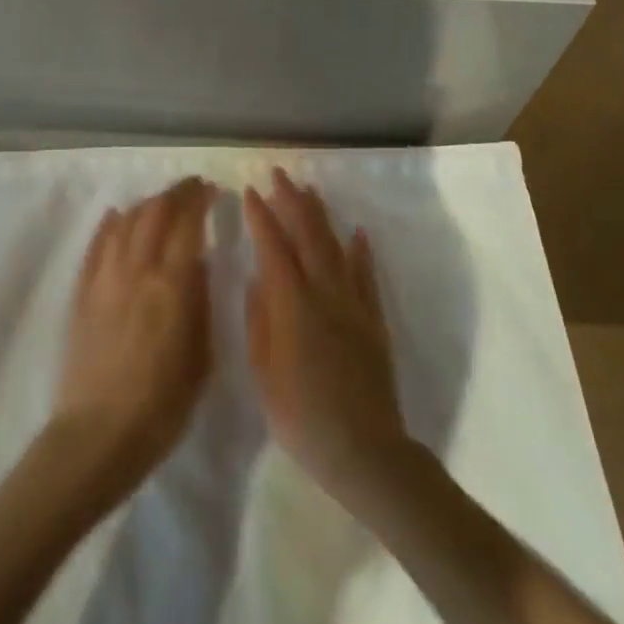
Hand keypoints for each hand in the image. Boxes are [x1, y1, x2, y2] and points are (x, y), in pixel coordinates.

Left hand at [53, 177, 215, 497]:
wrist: (99, 434)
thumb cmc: (163, 404)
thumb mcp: (201, 356)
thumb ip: (200, 303)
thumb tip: (198, 264)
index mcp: (173, 284)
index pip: (187, 223)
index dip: (200, 199)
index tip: (211, 190)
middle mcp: (137, 270)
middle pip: (155, 213)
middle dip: (175, 193)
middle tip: (190, 189)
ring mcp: (104, 279)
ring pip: (125, 222)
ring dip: (145, 205)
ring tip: (160, 203)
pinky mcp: (82, 293)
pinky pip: (96, 246)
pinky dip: (109, 225)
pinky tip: (117, 217)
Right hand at [244, 168, 412, 509]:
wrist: (362, 448)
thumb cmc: (300, 415)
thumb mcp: (264, 371)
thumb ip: (260, 319)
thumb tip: (258, 279)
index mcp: (292, 304)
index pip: (274, 246)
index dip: (260, 216)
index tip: (249, 191)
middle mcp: (324, 293)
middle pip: (308, 235)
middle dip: (291, 201)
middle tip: (278, 175)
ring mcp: (354, 303)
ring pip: (337, 246)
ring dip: (321, 215)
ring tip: (309, 190)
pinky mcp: (374, 319)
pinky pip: (367, 275)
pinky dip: (361, 250)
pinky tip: (356, 232)